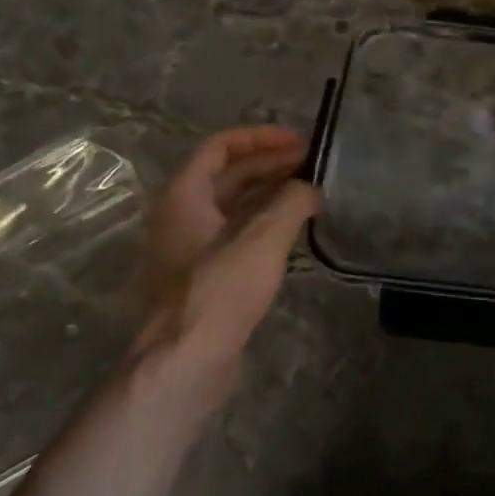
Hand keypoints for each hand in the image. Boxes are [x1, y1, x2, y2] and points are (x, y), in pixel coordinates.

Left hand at [132, 126, 321, 403]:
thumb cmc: (220, 290)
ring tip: (310, 194)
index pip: (220, 148)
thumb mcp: (262, 239)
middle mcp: (182, 216)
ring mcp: (191, 248)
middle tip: (312, 166)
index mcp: (185, 196)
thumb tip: (311, 188)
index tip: (299, 141)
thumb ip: (291, 203)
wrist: (188, 357)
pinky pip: (236, 235)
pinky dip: (264, 224)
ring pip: (233, 208)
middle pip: (227, 177)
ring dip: (269, 195)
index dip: (260, 138)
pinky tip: (294, 233)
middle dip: (270, 165)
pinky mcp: (205, 276)